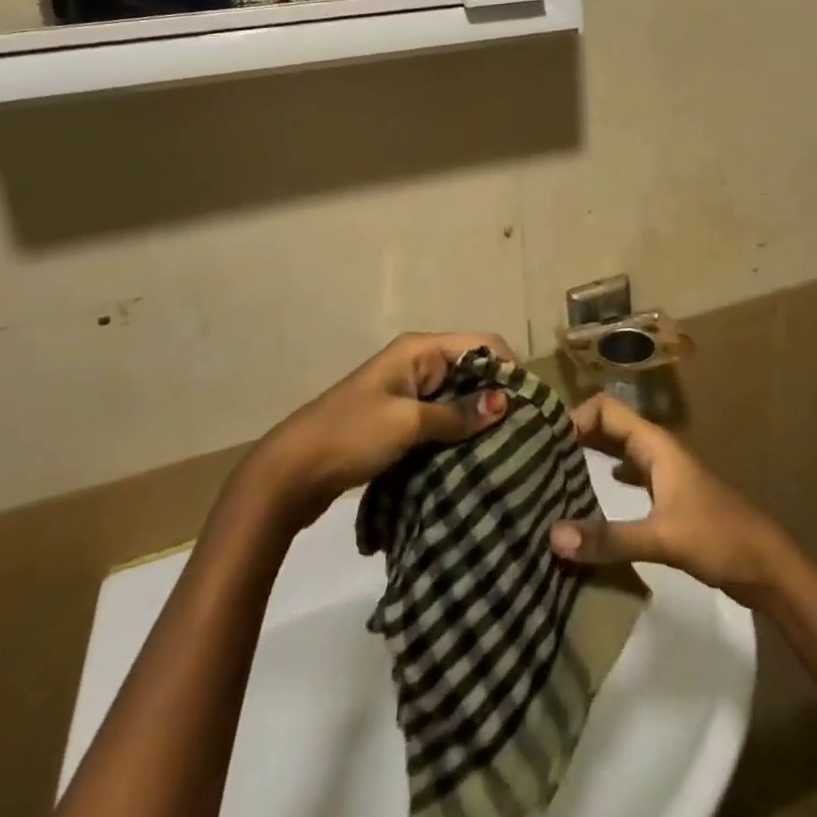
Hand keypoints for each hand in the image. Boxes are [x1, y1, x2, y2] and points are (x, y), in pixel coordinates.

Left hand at [255, 333, 513, 512]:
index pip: (481, 343)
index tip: (527, 404)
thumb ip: (456, 413)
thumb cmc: (350, 436)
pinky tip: (473, 454)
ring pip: (458, 395)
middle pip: (472, 367)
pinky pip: (441, 417)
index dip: (507, 367)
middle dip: (496, 393)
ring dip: (477, 416)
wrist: (289, 474)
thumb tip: (505, 402)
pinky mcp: (399, 419)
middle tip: (522, 429)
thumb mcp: (407, 423)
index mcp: (419, 349)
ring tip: (505, 445)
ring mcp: (407, 391)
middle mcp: (417, 362)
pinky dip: (458, 431)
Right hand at [549, 395, 794, 606]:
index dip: (575, 416)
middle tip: (535, 457)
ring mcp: (662, 474)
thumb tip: (552, 536)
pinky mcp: (665, 499)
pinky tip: (585, 501)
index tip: (541, 440)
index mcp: (656, 445)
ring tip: (550, 476)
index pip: (607, 409)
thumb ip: (609, 537)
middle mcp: (655, 451)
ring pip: (616, 453)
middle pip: (609, 428)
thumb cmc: (718, 536)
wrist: (765, 564)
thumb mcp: (662, 537)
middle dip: (575, 436)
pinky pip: (626, 478)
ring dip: (588, 458)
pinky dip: (603, 482)